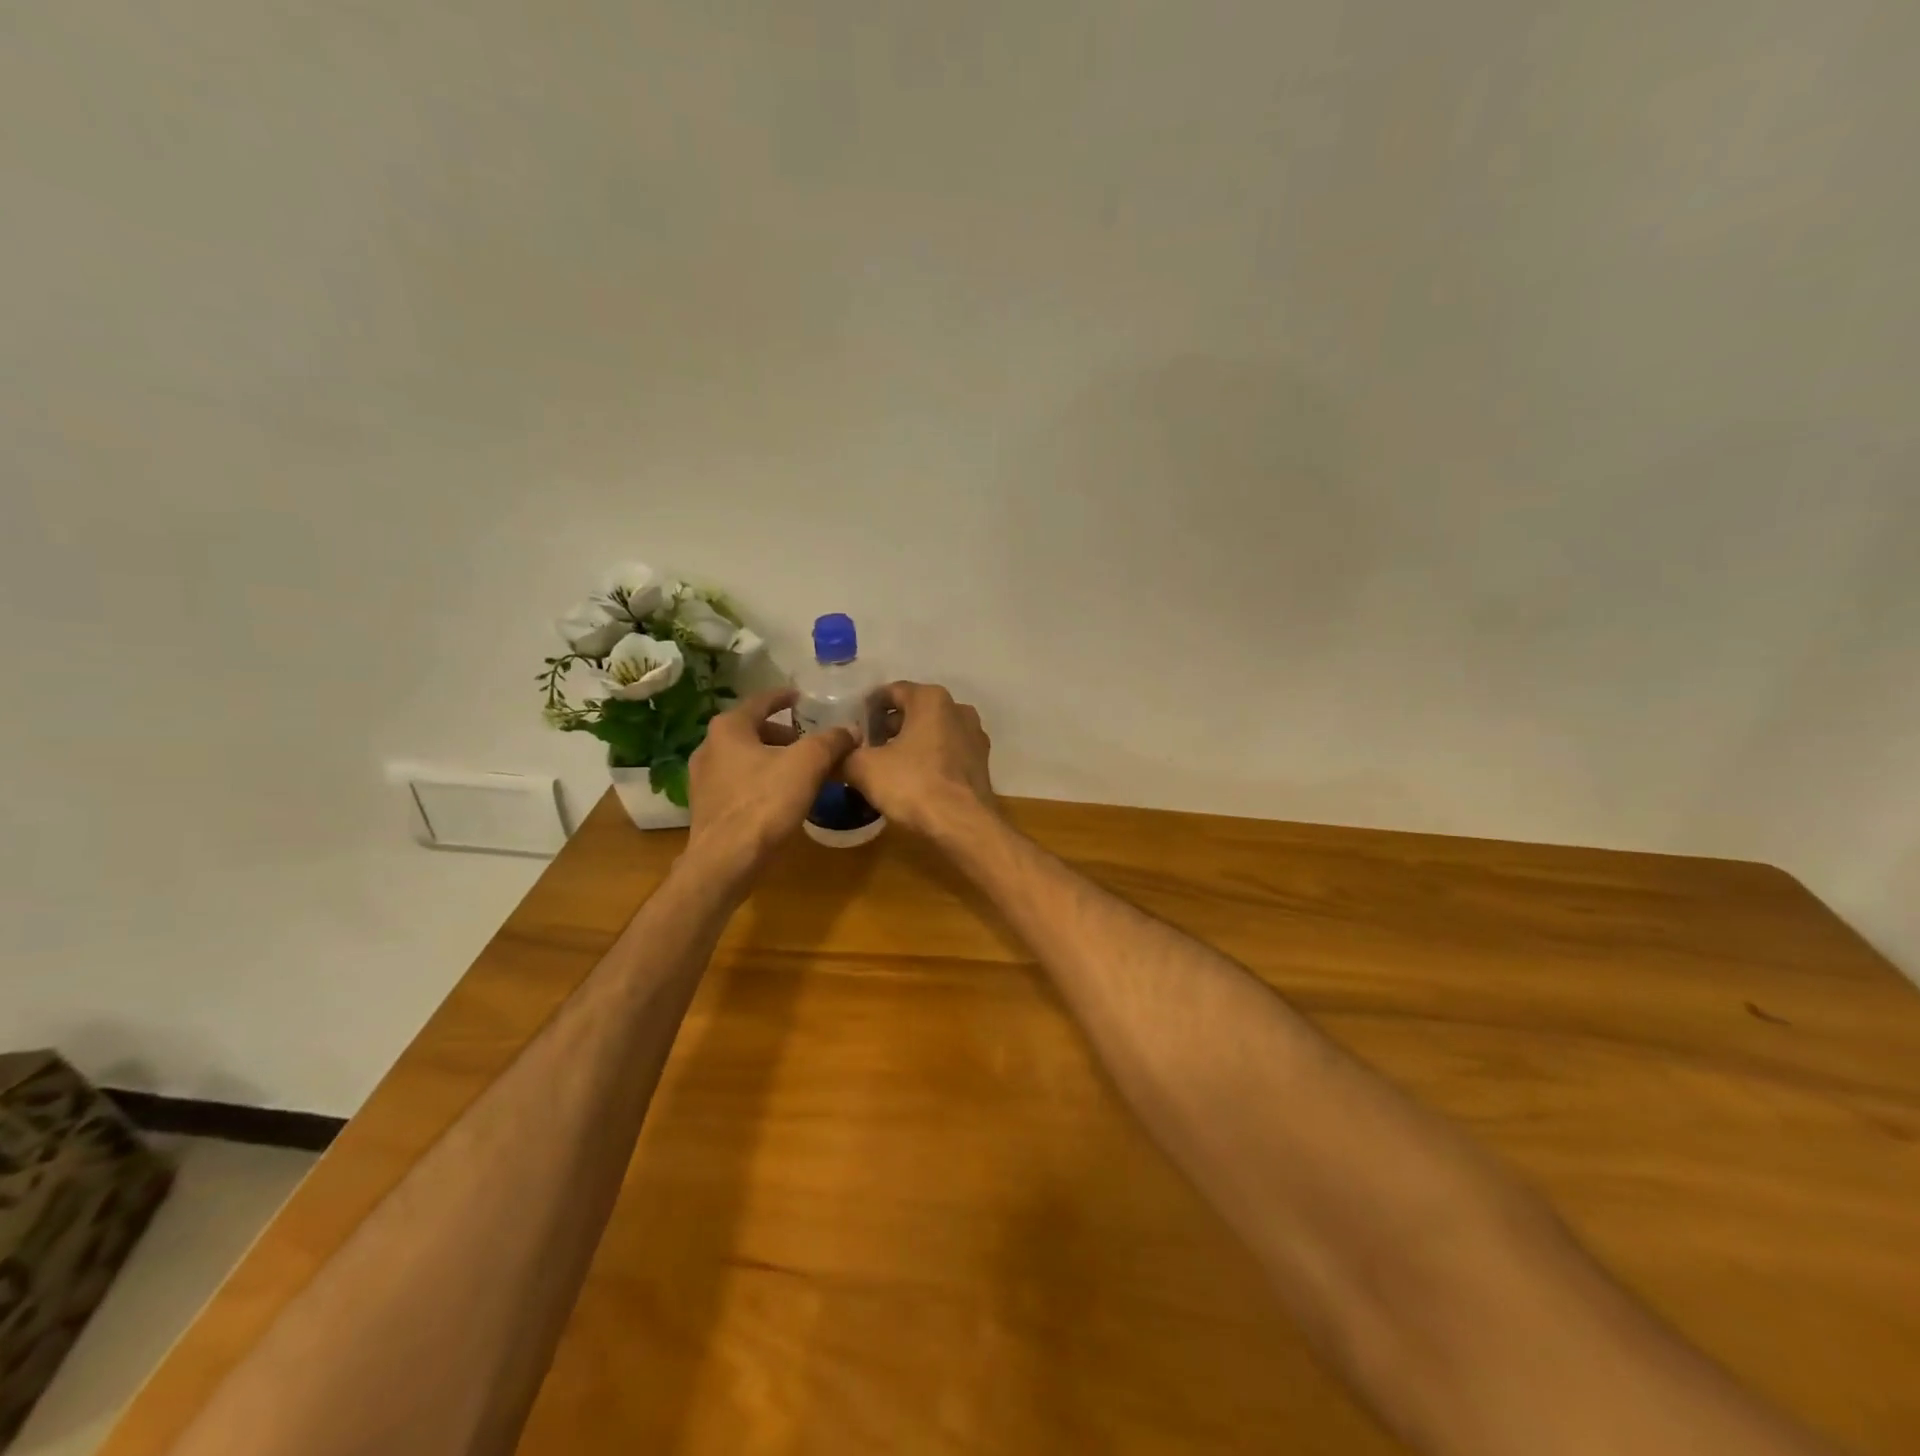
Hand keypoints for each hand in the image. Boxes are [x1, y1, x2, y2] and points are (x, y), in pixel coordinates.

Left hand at [686, 688, 855, 880]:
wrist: (725, 862)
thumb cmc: (765, 803)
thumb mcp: (808, 764)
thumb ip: (831, 741)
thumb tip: (850, 730)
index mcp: (729, 728)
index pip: (761, 701)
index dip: (785, 697)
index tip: (802, 697)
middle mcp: (709, 747)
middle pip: (753, 731)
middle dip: (783, 735)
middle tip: (810, 742)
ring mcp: (703, 780)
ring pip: (746, 759)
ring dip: (773, 760)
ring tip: (802, 772)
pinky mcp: (707, 808)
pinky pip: (740, 784)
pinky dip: (762, 782)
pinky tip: (782, 798)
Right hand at [844, 682, 995, 837]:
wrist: (963, 825)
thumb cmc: (913, 785)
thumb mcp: (864, 769)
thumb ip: (844, 756)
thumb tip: (831, 758)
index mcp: (931, 699)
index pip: (891, 691)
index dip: (867, 708)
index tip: (852, 726)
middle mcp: (958, 709)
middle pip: (914, 711)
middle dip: (888, 727)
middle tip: (866, 748)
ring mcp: (974, 736)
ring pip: (933, 732)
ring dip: (909, 744)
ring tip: (886, 765)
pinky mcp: (981, 763)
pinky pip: (947, 753)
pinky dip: (929, 760)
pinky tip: (913, 780)